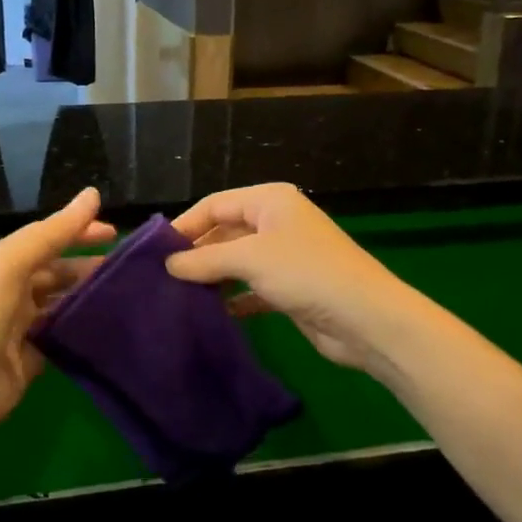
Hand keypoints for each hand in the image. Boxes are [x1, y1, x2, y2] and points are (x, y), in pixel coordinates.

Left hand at [0, 187, 114, 444]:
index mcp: (4, 261)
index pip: (48, 237)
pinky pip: (65, 333)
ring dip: (91, 295)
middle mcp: (13, 288)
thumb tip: (93, 194)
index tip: (117, 232)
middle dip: (90, 265)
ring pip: (65, 301)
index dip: (80, 230)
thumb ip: (53, 232)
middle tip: (130, 268)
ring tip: (129, 294)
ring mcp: (24, 323)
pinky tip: (112, 324)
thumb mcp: (12, 265)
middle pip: (59, 269)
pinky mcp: (35, 355)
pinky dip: (85, 326)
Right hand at [165, 184, 417, 374]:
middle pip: (224, 231)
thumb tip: (168, 264)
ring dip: (212, 276)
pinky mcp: (290, 289)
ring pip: (236, 261)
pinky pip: (251, 288)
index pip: (215, 204)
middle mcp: (276, 223)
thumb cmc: (305, 273)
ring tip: (179, 294)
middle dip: (197, 253)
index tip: (155, 251)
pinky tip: (213, 312)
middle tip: (162, 276)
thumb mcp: (249, 259)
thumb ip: (204, 260)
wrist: (365, 319)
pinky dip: (233, 298)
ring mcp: (284, 257)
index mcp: (269, 201)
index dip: (185, 225)